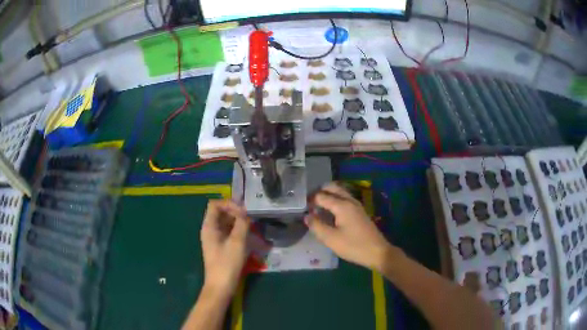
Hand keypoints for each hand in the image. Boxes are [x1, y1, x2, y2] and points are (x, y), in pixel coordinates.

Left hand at [201, 200, 249, 296]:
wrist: (221, 286)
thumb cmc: (227, 264)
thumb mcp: (237, 242)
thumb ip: (241, 224)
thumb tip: (245, 212)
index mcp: (209, 226)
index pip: (215, 204)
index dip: (229, 204)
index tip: (243, 211)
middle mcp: (210, 230)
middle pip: (221, 213)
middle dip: (235, 212)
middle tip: (250, 217)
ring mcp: (215, 239)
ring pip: (225, 223)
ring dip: (238, 222)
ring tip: (251, 226)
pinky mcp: (220, 246)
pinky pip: (228, 232)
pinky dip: (237, 231)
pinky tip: (248, 236)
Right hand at [305, 183, 393, 270]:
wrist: (377, 252)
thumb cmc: (353, 246)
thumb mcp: (331, 239)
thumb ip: (316, 226)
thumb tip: (306, 216)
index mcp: (342, 205)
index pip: (321, 196)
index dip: (310, 201)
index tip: (301, 208)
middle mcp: (349, 200)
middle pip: (332, 188)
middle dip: (320, 192)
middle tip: (309, 203)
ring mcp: (356, 205)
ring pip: (340, 192)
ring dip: (328, 195)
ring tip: (317, 207)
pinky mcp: (360, 211)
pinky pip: (345, 199)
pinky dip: (335, 200)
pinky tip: (331, 212)